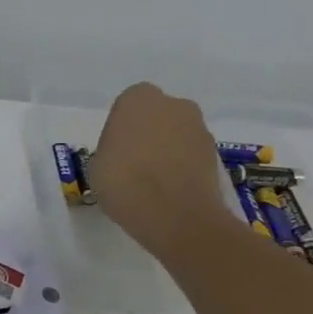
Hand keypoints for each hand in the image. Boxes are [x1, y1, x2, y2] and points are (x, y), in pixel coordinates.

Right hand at [88, 82, 236, 257]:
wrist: (174, 214)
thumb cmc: (123, 181)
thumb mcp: (97, 164)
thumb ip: (112, 149)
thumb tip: (123, 154)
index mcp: (138, 99)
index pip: (127, 105)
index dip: (121, 128)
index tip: (115, 150)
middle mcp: (173, 104)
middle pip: (157, 115)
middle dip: (149, 133)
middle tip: (134, 163)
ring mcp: (199, 128)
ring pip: (177, 134)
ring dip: (168, 150)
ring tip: (154, 182)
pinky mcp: (216, 154)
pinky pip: (192, 155)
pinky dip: (183, 167)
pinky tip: (171, 190)